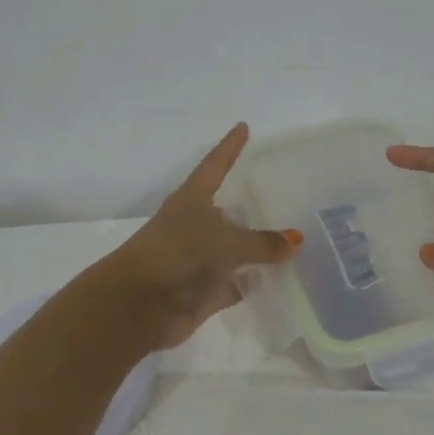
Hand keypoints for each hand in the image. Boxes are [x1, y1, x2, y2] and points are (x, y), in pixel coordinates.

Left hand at [115, 123, 302, 347]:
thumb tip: (296, 240)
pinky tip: (283, 279)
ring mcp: (199, 260)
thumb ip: (262, 242)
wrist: (137, 307)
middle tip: (290, 193)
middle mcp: (195, 226)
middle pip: (229, 209)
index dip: (230, 147)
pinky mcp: (203, 291)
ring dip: (259, 248)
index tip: (243, 127)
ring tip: (296, 238)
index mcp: (192, 200)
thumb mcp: (225, 243)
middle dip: (254, 203)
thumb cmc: (178, 256)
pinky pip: (237, 283)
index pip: (216, 165)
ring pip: (235, 249)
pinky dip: (255, 283)